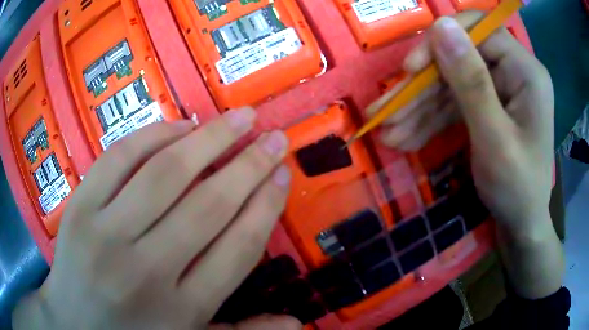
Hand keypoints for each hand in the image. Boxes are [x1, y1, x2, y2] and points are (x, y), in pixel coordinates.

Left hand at [13, 108, 300, 329]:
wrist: (73, 322)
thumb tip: (297, 324)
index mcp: (182, 309)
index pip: (238, 248)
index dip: (266, 206)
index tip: (284, 174)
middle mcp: (147, 272)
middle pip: (208, 206)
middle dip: (249, 165)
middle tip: (274, 136)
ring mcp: (106, 236)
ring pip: (165, 175)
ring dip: (210, 139)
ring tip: (240, 118)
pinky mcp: (79, 209)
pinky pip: (120, 159)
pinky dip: (154, 135)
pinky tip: (181, 126)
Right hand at [368, 14, 561, 298]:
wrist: (521, 227)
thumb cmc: (517, 189)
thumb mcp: (495, 139)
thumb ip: (471, 82)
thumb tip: (441, 25)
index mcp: (525, 71)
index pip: (478, 30)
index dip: (442, 41)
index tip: (411, 69)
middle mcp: (513, 72)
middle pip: (459, 60)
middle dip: (422, 88)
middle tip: (385, 112)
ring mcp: (499, 90)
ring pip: (451, 85)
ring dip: (419, 109)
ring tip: (388, 132)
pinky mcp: (487, 107)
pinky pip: (455, 105)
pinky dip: (430, 121)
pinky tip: (406, 138)